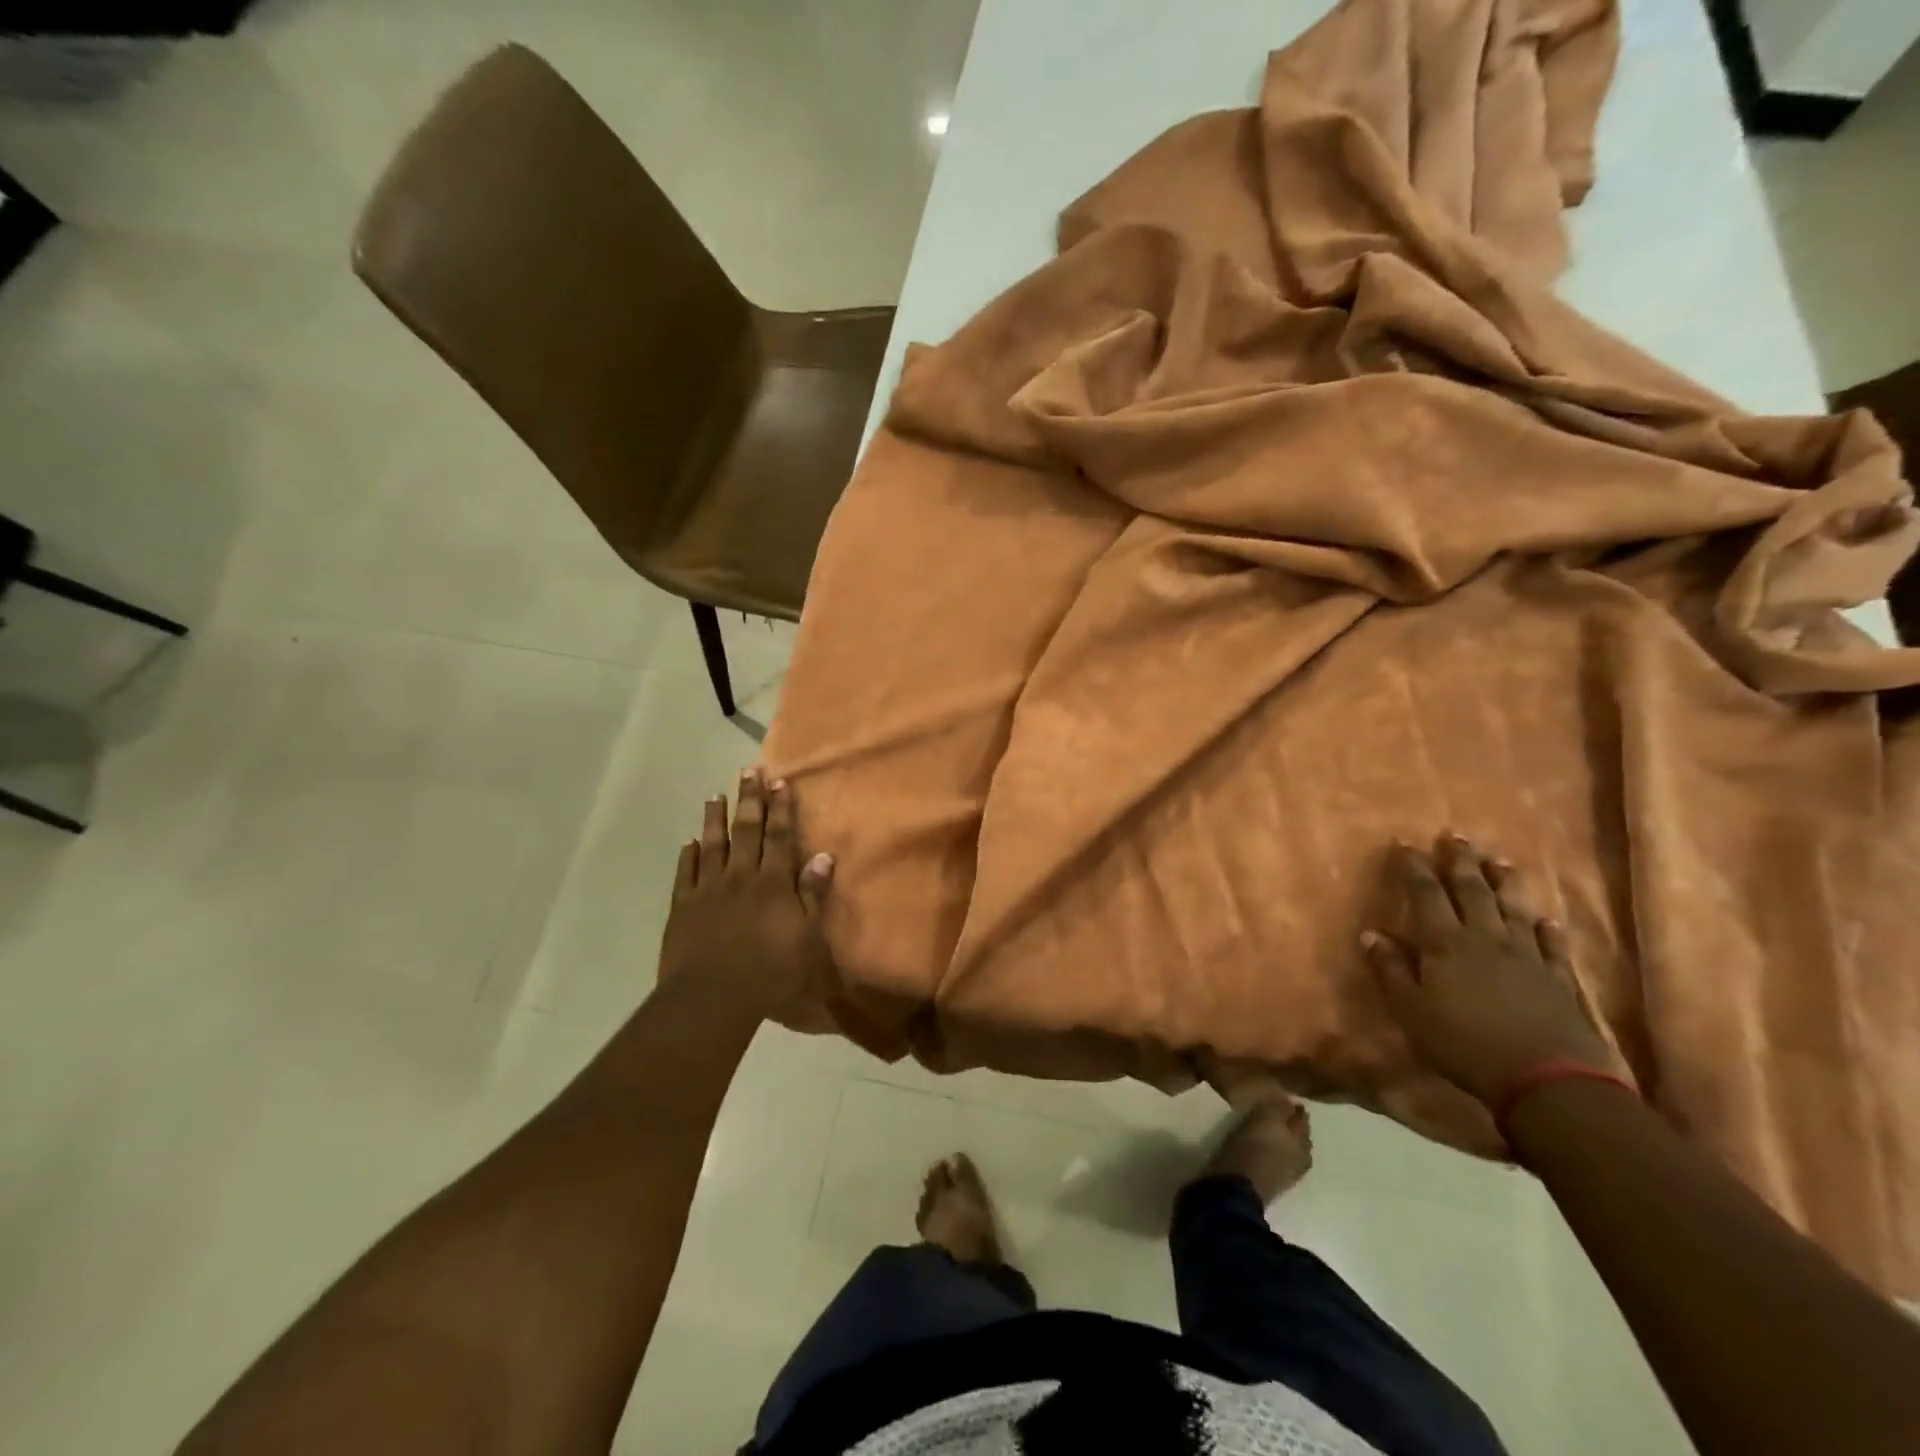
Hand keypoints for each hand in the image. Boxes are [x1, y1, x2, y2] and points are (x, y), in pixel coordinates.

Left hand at [658, 769, 835, 1019]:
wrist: (712, 997)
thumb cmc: (770, 972)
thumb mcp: (806, 937)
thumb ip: (812, 894)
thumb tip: (823, 856)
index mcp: (773, 883)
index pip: (779, 838)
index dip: (781, 809)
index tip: (780, 782)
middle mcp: (740, 877)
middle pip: (746, 831)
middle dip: (750, 800)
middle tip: (749, 771)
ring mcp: (708, 889)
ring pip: (712, 845)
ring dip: (714, 819)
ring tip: (715, 795)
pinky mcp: (683, 907)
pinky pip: (685, 873)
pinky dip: (688, 856)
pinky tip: (689, 843)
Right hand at [1362, 834, 1623, 1108]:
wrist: (1549, 1080)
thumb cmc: (1465, 1044)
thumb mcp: (1411, 1010)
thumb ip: (1391, 970)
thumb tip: (1371, 933)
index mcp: (1446, 943)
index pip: (1426, 894)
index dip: (1414, 867)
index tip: (1405, 844)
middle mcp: (1486, 938)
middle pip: (1472, 891)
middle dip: (1461, 862)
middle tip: (1455, 836)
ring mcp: (1527, 956)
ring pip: (1513, 909)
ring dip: (1504, 883)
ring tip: (1499, 861)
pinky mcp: (1559, 979)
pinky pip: (1552, 945)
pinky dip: (1546, 929)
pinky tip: (1545, 919)